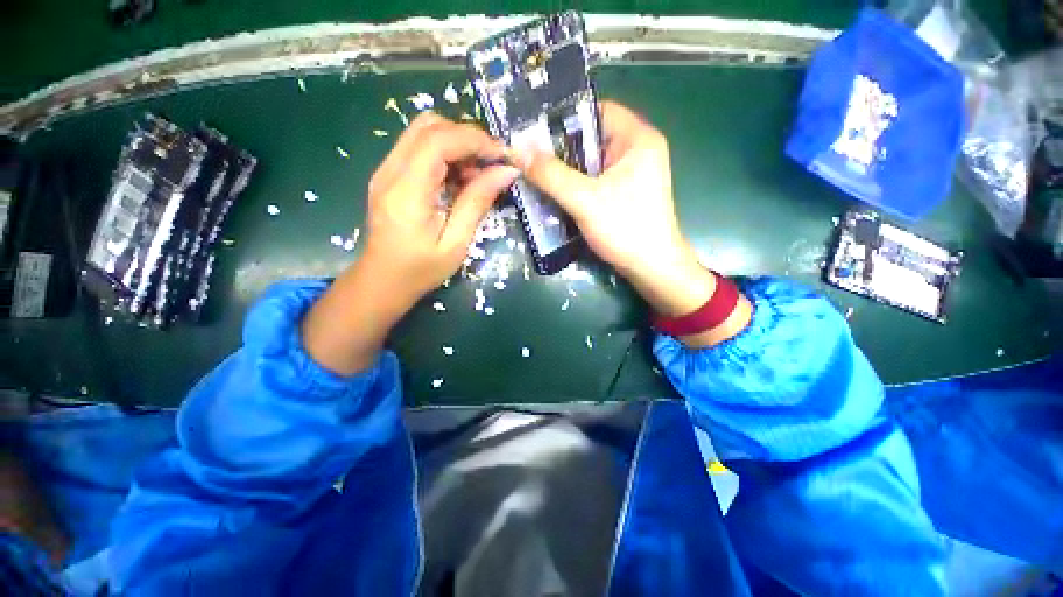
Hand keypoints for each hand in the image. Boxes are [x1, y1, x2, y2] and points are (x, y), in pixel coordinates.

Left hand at [302, 113, 517, 374]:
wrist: (382, 281)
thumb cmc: (421, 270)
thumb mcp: (456, 242)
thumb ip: (477, 202)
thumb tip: (506, 172)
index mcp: (406, 191)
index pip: (439, 141)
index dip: (475, 140)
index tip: (502, 155)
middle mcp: (390, 171)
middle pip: (429, 125)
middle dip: (467, 137)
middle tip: (491, 163)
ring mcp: (386, 170)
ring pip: (423, 132)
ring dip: (457, 144)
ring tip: (477, 174)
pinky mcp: (389, 175)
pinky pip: (419, 148)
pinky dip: (445, 155)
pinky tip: (459, 179)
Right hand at [513, 101, 751, 345]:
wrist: (651, 268)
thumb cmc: (625, 228)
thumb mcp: (585, 200)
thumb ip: (552, 175)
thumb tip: (518, 151)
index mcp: (637, 138)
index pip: (597, 110)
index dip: (565, 118)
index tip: (534, 132)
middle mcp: (637, 150)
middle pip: (592, 137)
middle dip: (561, 149)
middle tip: (529, 157)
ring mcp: (632, 173)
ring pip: (591, 162)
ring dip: (566, 170)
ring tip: (536, 175)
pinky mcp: (625, 193)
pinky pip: (595, 180)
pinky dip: (576, 185)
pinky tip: (556, 194)